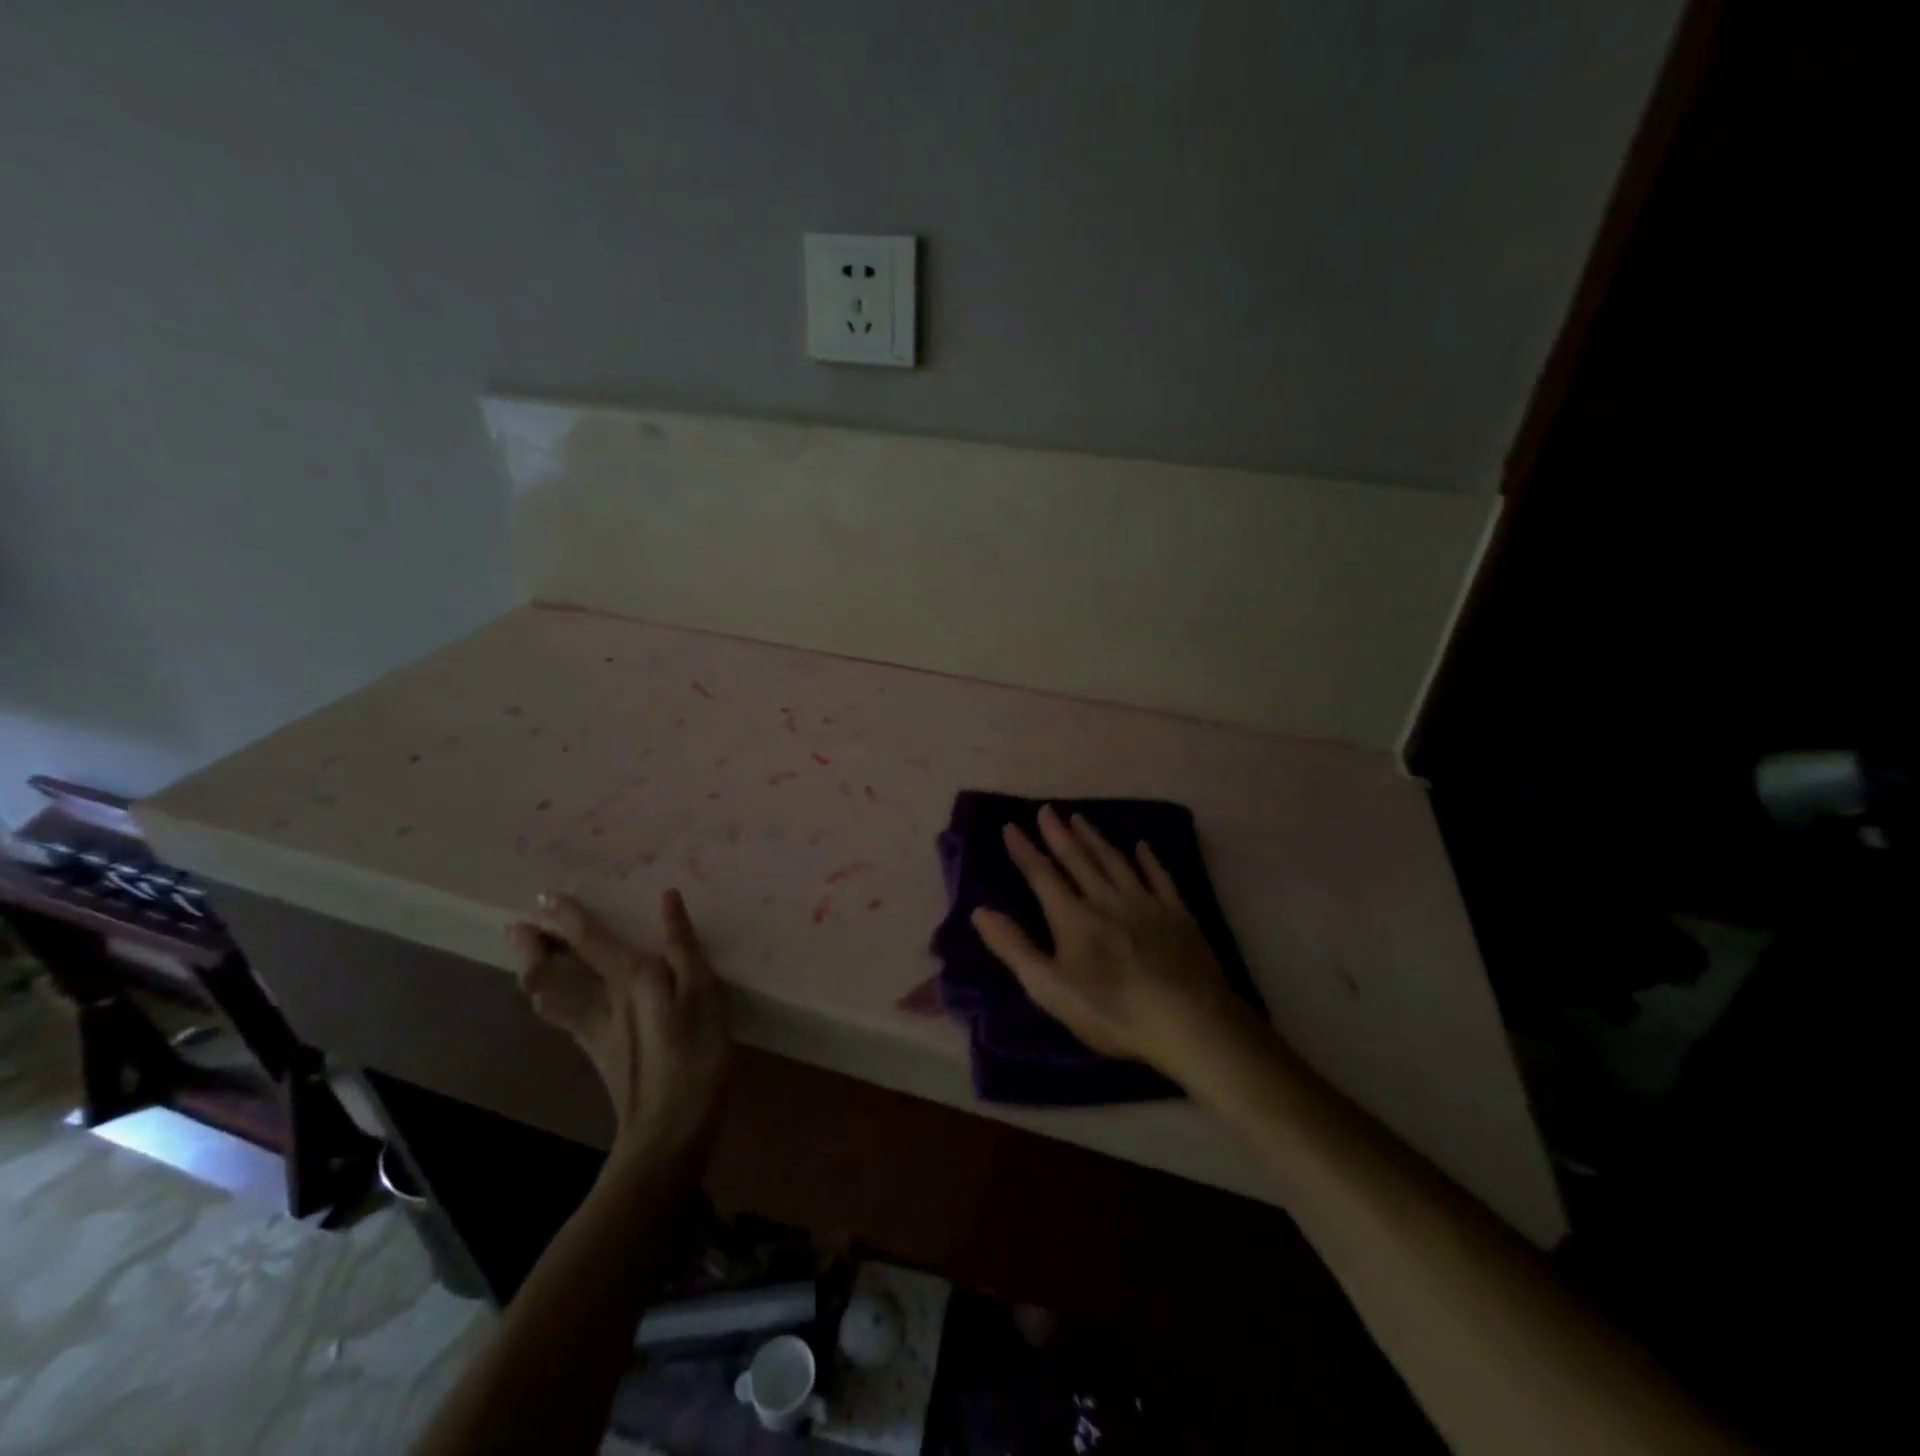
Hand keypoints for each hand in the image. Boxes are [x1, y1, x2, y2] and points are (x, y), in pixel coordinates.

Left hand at [505, 889, 731, 1162]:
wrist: (669, 1127)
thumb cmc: (694, 1054)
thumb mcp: (702, 994)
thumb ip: (682, 946)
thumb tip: (667, 900)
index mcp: (629, 978)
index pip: (589, 940)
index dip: (566, 917)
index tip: (544, 897)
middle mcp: (601, 1000)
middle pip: (550, 973)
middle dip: (531, 949)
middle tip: (517, 928)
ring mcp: (594, 1031)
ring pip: (549, 998)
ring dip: (534, 974)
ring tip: (529, 960)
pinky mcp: (597, 1053)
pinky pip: (563, 1017)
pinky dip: (551, 1000)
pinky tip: (555, 1003)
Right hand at [971, 805, 1260, 1085]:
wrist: (1189, 1022)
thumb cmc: (1112, 1012)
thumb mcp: (1051, 988)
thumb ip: (1014, 948)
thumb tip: (979, 911)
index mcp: (1073, 917)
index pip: (1042, 876)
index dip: (1025, 851)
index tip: (1010, 826)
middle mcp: (1107, 899)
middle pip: (1078, 860)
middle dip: (1059, 835)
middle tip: (1047, 810)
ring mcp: (1145, 903)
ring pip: (1115, 861)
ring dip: (1095, 839)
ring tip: (1080, 819)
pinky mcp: (1177, 914)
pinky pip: (1159, 876)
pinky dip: (1149, 859)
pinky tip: (1143, 847)